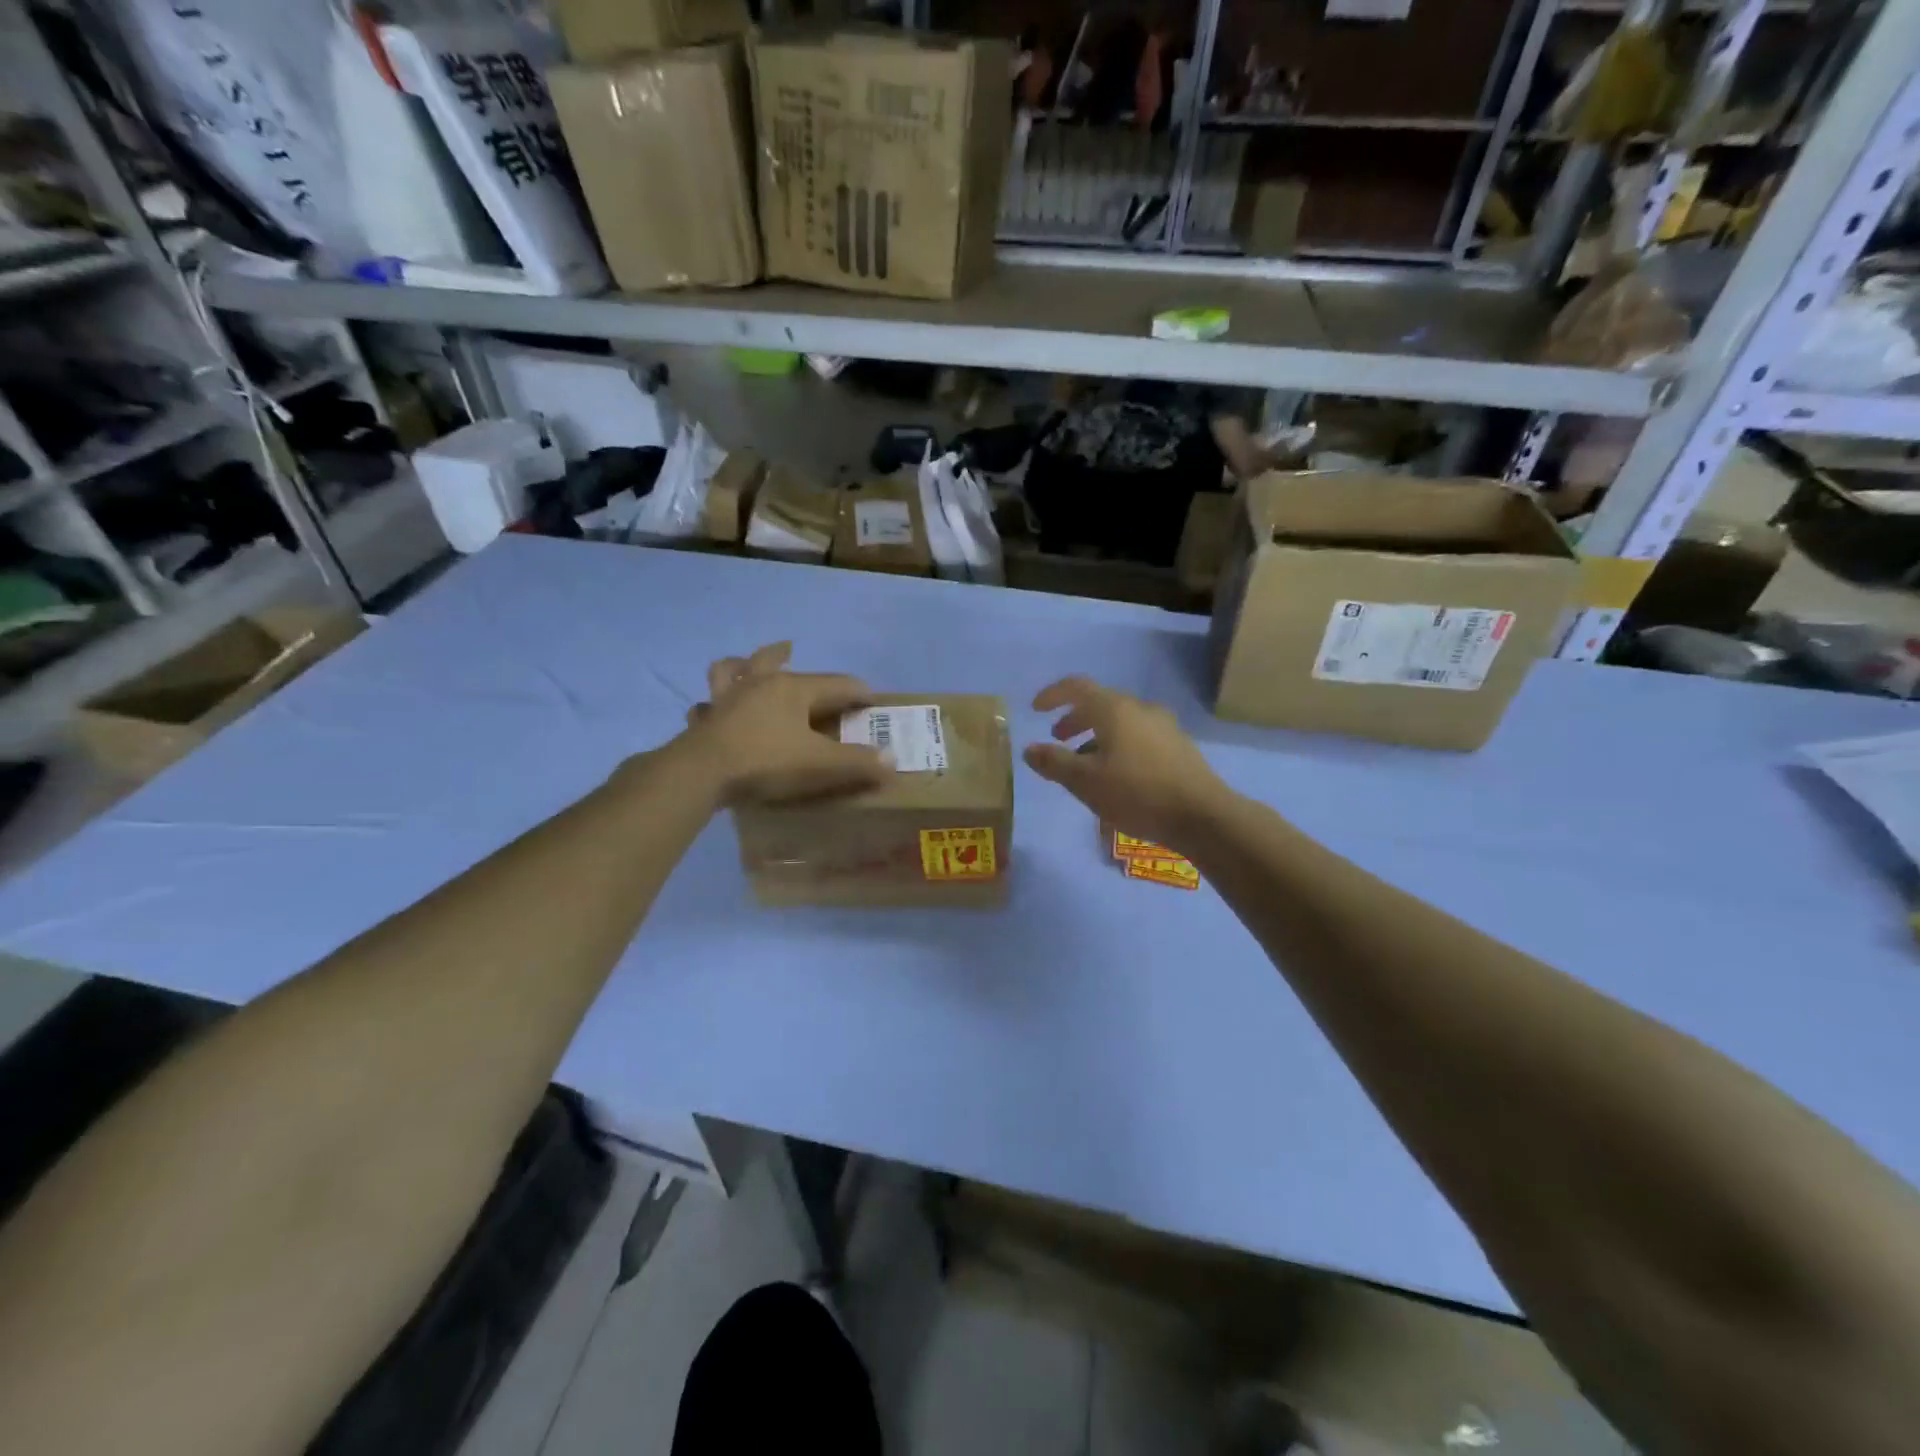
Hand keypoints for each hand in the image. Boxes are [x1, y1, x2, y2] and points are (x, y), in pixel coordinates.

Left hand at [681, 643, 890, 804]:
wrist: (701, 774)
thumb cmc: (767, 762)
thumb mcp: (821, 765)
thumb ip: (858, 763)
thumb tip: (892, 759)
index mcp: (793, 688)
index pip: (837, 683)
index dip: (859, 691)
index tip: (873, 700)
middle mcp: (758, 684)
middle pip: (773, 660)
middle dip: (784, 654)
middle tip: (791, 648)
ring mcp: (726, 700)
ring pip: (730, 671)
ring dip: (738, 665)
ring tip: (740, 664)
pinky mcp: (703, 721)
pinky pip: (706, 707)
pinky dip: (710, 706)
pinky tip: (709, 711)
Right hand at [1025, 676, 1232, 852]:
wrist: (1202, 815)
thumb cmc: (1136, 793)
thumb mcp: (1085, 782)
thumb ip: (1054, 762)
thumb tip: (1029, 749)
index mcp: (1114, 709)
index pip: (1077, 687)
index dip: (1053, 695)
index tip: (1036, 709)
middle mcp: (1140, 709)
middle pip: (1100, 703)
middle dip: (1075, 719)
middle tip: (1058, 739)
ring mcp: (1164, 726)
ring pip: (1121, 722)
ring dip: (1096, 736)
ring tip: (1085, 765)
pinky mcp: (1178, 746)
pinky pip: (1138, 736)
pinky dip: (1118, 746)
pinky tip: (1117, 776)